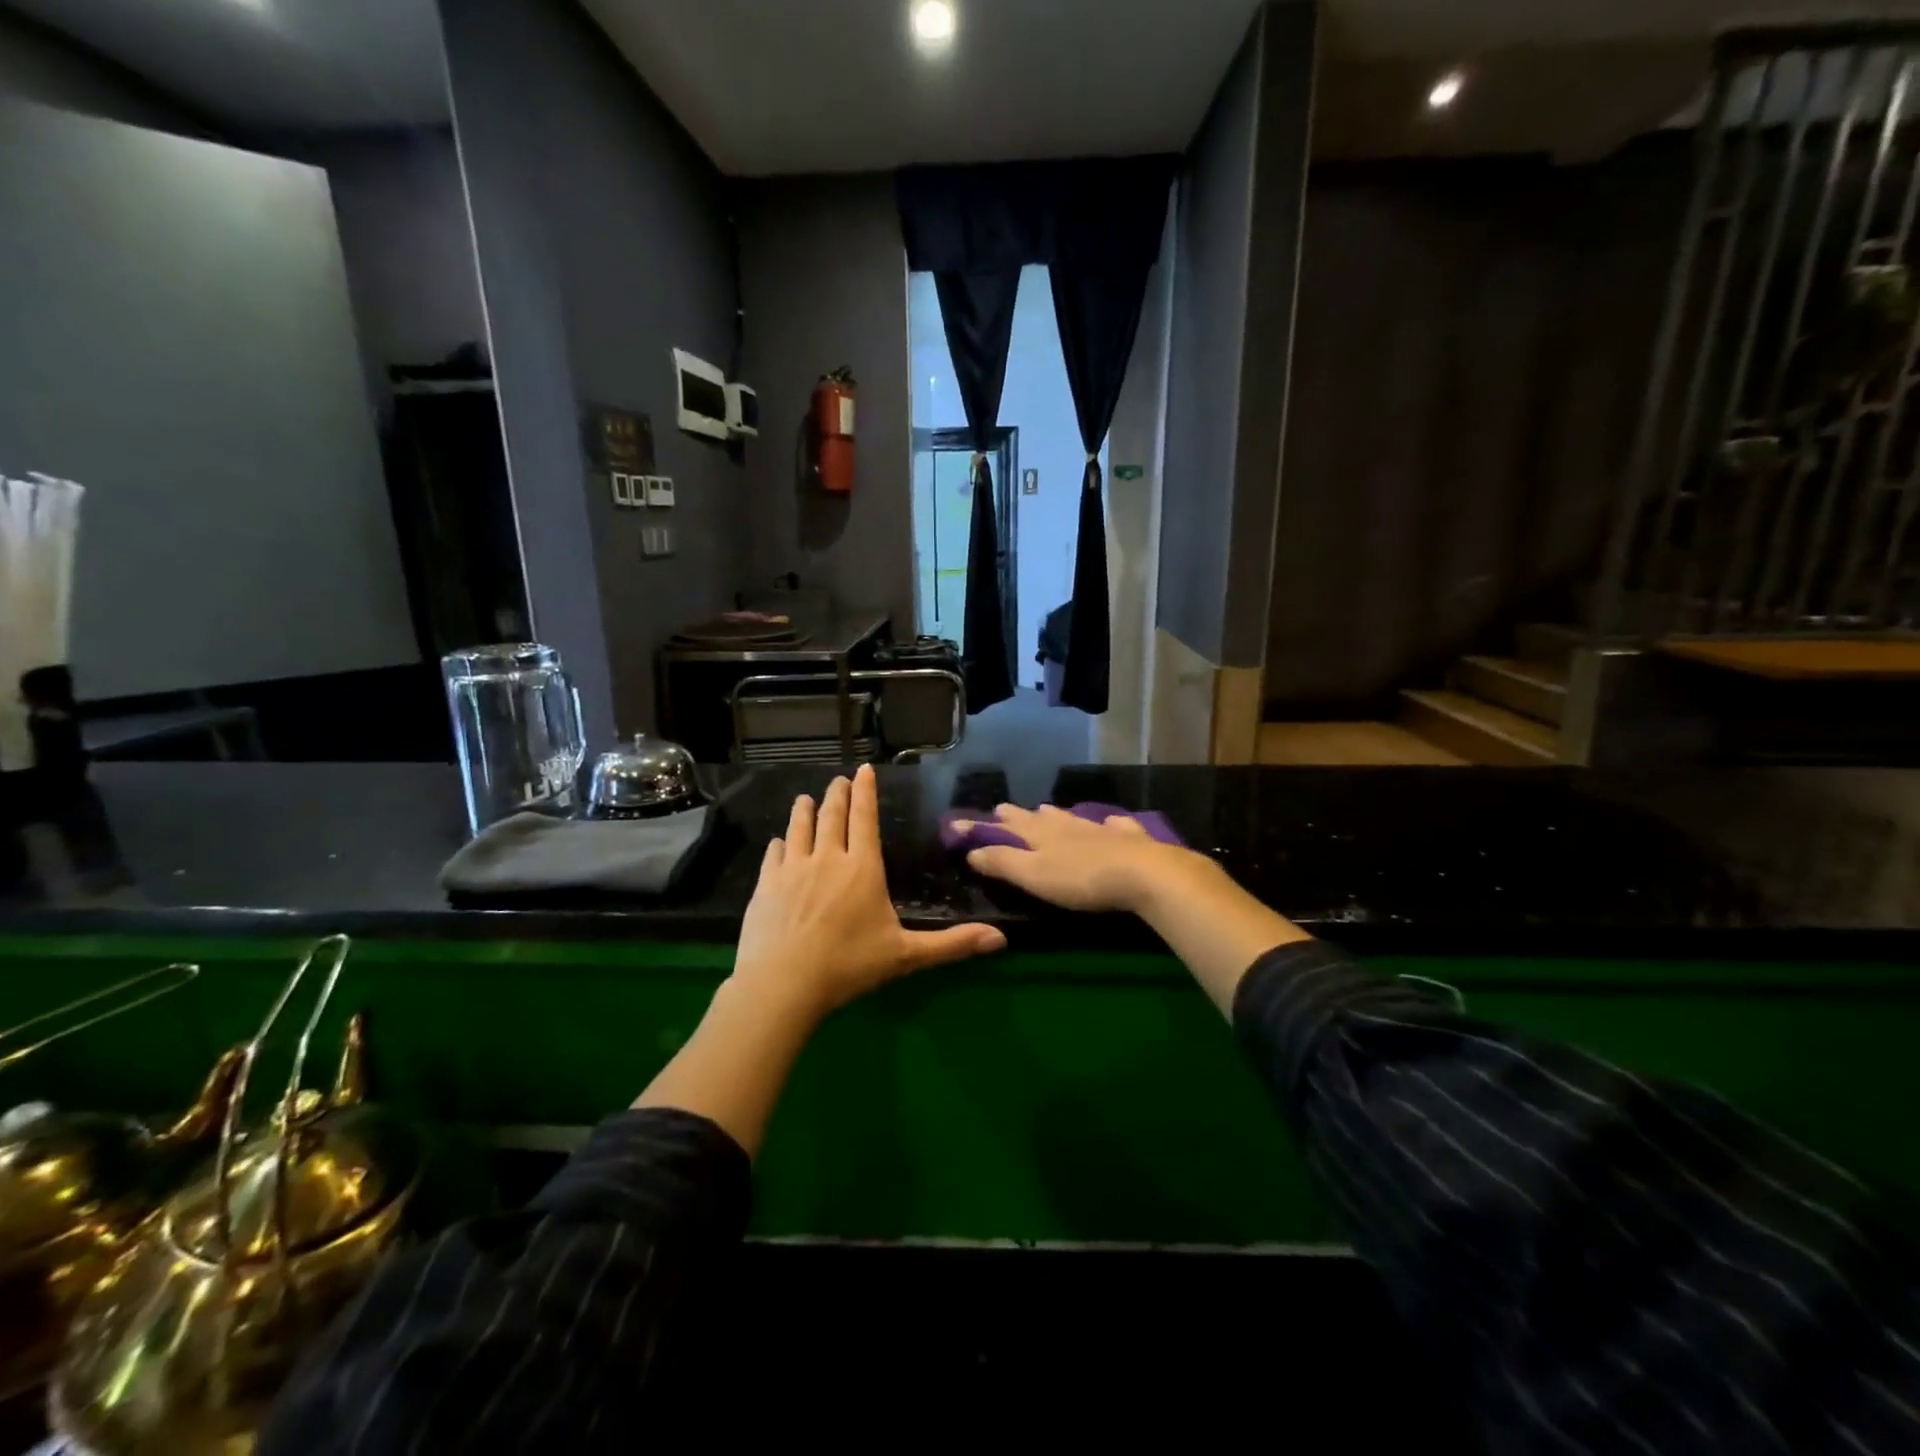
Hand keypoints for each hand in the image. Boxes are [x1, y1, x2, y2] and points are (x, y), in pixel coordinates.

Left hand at [734, 764, 1005, 1018]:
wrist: (783, 984)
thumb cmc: (849, 965)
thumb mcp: (906, 956)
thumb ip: (952, 945)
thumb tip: (1001, 940)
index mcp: (863, 868)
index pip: (865, 818)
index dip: (865, 792)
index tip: (863, 769)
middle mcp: (828, 858)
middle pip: (832, 816)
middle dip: (837, 795)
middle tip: (838, 780)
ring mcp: (792, 869)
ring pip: (800, 829)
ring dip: (804, 811)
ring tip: (805, 798)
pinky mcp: (766, 885)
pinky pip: (774, 855)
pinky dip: (779, 844)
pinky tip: (778, 842)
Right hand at [957, 804, 1203, 913]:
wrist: (1144, 874)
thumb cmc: (1081, 879)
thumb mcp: (1033, 875)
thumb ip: (1002, 862)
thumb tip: (971, 850)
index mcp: (1040, 834)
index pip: (1007, 825)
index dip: (986, 825)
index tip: (965, 821)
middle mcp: (1066, 824)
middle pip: (1038, 817)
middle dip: (1019, 815)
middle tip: (1004, 811)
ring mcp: (1099, 828)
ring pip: (1071, 817)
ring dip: (1056, 815)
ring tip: (1047, 811)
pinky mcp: (1129, 838)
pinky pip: (1115, 825)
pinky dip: (1108, 823)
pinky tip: (1111, 822)